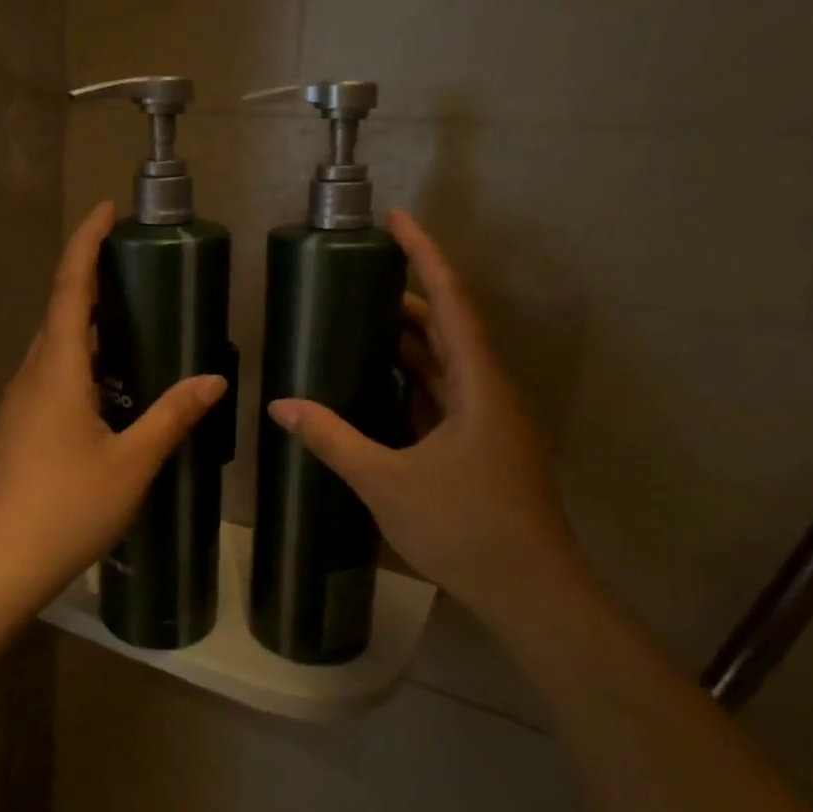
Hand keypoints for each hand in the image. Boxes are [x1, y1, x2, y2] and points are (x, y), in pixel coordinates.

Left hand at [0, 202, 227, 598]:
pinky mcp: (16, 427)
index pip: (69, 287)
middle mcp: (31, 375)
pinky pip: (49, 375)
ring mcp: (18, 402)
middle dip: (90, 278)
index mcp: (56, 370)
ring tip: (129, 318)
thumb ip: (171, 417)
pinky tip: (107, 384)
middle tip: (133, 264)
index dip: (86, 243)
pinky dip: (79, 360)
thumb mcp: (130, 465)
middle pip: (59, 311)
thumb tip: (214, 378)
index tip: (105, 208)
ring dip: (85, 322)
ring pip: (53, 346)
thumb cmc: (64, 509)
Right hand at [268, 210, 579, 618]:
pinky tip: (380, 379)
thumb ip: (332, 438)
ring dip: (410, 340)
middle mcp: (490, 392)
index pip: (451, 303)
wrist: (531, 593)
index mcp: (479, 386)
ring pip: (447, 363)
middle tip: (358, 276)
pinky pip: (445, 394)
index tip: (398, 218)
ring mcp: (490, 420)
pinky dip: (413, 378)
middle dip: (407, 297)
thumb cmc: (465, 528)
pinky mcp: (484, 445)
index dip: (425, 256)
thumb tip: (281, 405)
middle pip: (449, 327)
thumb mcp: (386, 481)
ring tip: (360, 319)